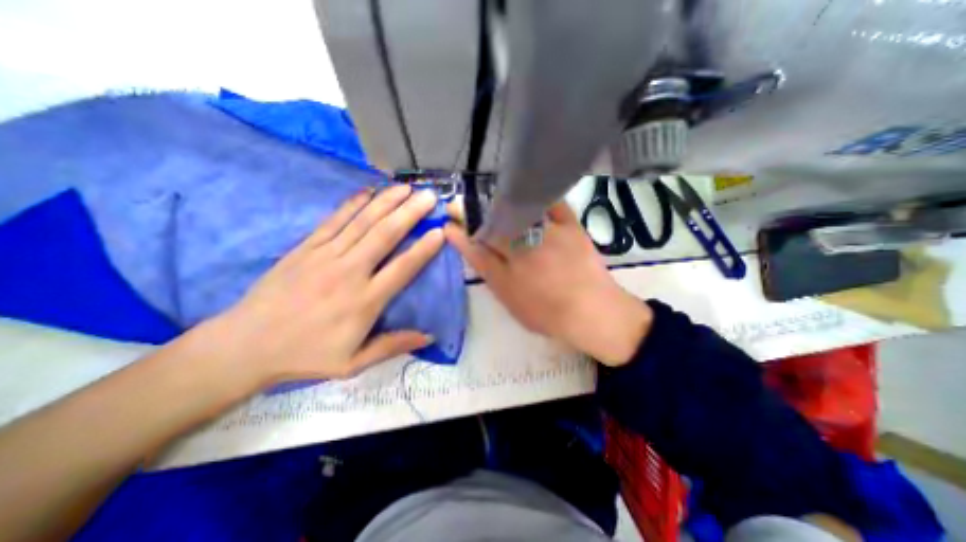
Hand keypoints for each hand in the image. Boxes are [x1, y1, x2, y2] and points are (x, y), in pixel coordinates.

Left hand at [195, 186, 440, 388]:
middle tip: (429, 196)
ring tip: (406, 187)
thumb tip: (429, 335)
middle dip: (409, 213)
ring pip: (362, 222)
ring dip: (386, 202)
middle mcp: (349, 272)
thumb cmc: (306, 355)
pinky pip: (334, 220)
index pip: (402, 268)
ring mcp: (325, 256)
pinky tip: (368, 192)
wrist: (245, 345)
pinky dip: (353, 204)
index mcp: (365, 301)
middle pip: (385, 235)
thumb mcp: (353, 363)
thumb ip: (393, 346)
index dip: (424, 249)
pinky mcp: (306, 248)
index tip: (440, 231)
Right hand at [444, 200, 646, 366]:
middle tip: (457, 205)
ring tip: (483, 198)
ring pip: (516, 210)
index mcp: (508, 269)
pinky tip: (527, 193)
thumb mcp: (510, 300)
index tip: (447, 224)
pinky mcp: (571, 226)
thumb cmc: (547, 313)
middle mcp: (523, 247)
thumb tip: (470, 251)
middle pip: (491, 224)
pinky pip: (552, 203)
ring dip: (495, 201)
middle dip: (469, 213)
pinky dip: (539, 195)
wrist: (592, 312)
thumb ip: (489, 273)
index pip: (476, 247)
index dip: (459, 234)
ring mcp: (548, 233)